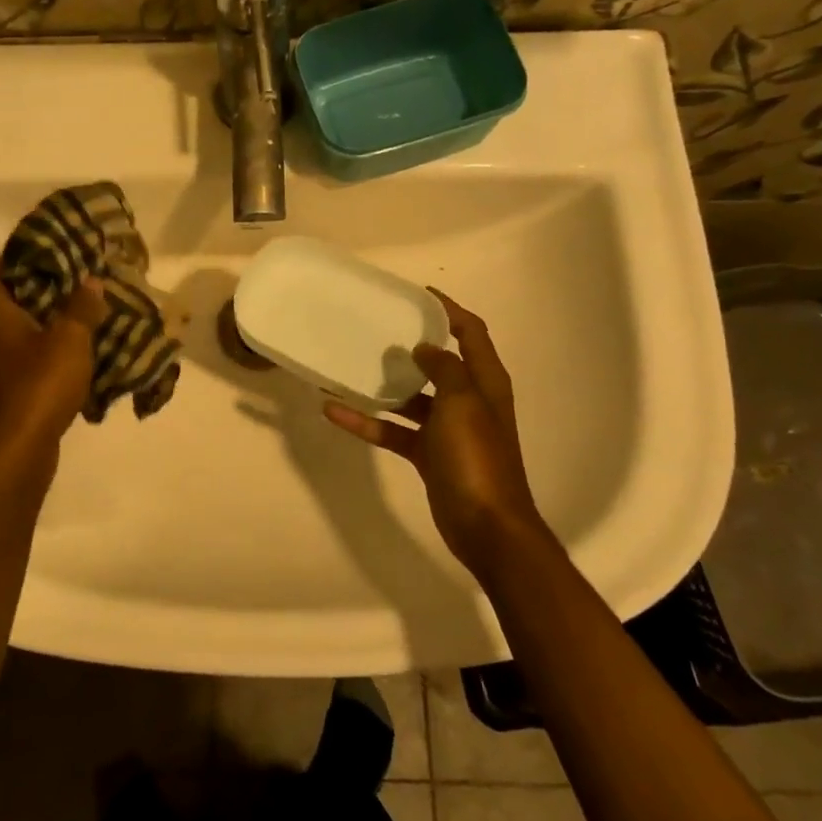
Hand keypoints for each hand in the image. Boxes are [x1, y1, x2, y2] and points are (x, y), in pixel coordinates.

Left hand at [0, 260, 105, 499]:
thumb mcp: (69, 339)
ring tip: (87, 312)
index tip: (43, 256)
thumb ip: (81, 307)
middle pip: (6, 300)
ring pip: (22, 331)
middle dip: (41, 289)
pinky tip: (85, 353)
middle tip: (76, 281)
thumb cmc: (38, 386)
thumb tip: (90, 281)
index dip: (7, 260)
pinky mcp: (13, 392)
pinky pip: (33, 360)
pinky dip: (55, 352)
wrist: (18, 453)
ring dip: (51, 321)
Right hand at [324, 292, 543, 572]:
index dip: (449, 310)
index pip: (471, 333)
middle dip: (411, 345)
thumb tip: (425, 348)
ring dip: (383, 385)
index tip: (417, 293)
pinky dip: (368, 422)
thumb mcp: (462, 402)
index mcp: (485, 382)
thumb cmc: (477, 457)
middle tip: (377, 327)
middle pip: (439, 363)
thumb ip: (444, 369)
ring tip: (348, 365)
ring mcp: (447, 429)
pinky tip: (334, 411)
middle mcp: (468, 400)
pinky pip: (394, 430)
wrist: (487, 526)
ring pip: (411, 398)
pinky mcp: (427, 455)